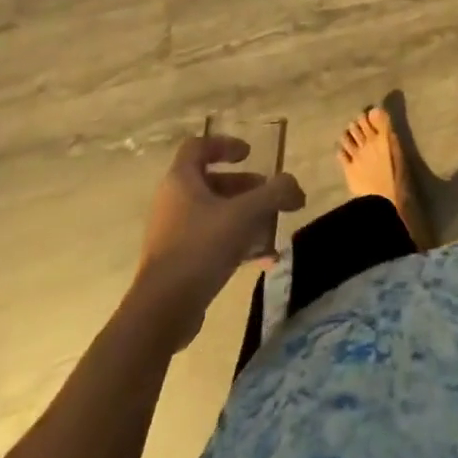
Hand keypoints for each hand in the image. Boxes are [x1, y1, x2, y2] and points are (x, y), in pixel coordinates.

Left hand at [129, 135, 303, 348]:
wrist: (162, 313)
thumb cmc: (200, 248)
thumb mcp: (245, 215)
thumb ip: (274, 194)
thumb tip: (295, 187)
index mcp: (181, 181)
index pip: (198, 147)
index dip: (225, 145)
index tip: (249, 154)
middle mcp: (173, 202)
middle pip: (211, 183)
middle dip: (245, 187)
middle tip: (270, 196)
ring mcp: (173, 234)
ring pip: (214, 214)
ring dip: (244, 217)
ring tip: (271, 227)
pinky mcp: (177, 263)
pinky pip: (210, 242)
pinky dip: (235, 243)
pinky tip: (263, 259)